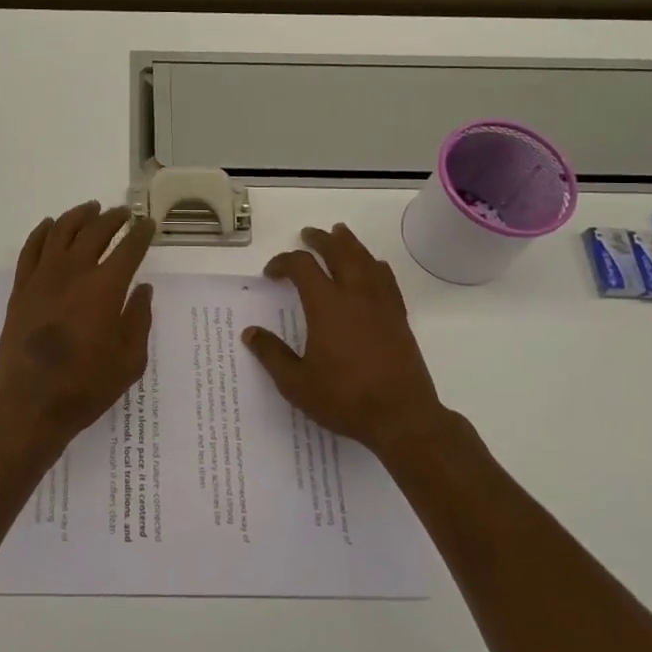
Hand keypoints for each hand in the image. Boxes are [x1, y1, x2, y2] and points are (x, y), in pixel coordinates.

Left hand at [0, 201, 155, 459]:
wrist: (31, 402)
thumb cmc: (86, 386)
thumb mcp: (130, 360)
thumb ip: (139, 319)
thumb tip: (143, 290)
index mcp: (106, 288)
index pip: (129, 248)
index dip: (141, 233)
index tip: (148, 224)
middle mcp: (74, 272)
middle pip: (95, 231)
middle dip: (113, 218)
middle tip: (123, 213)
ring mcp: (43, 277)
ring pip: (61, 231)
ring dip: (79, 216)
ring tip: (91, 209)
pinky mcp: (21, 288)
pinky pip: (31, 248)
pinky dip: (42, 231)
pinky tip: (50, 225)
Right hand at [243, 224, 448, 460]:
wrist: (401, 418)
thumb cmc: (345, 399)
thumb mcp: (296, 383)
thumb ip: (272, 355)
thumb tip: (250, 333)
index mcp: (326, 306)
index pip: (302, 267)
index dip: (283, 262)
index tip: (271, 273)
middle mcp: (355, 295)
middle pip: (338, 252)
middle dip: (320, 240)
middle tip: (308, 234)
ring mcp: (381, 304)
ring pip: (365, 260)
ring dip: (350, 244)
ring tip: (340, 233)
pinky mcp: (399, 317)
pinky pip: (387, 279)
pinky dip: (376, 266)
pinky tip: (374, 266)